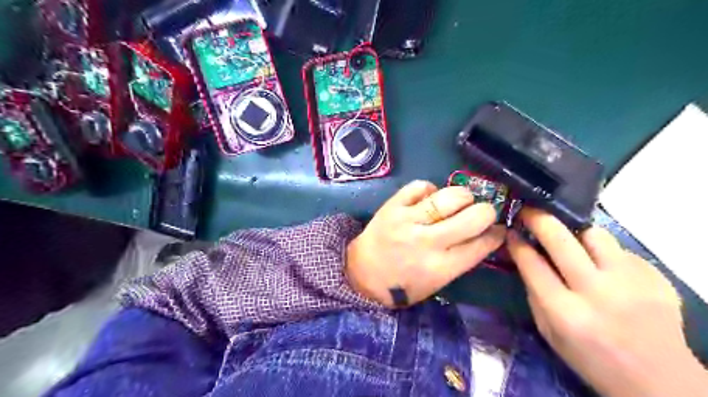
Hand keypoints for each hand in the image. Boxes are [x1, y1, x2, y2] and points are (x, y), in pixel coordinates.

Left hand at [344, 180, 502, 306]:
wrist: (363, 274)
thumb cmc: (403, 284)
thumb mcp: (437, 282)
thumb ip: (461, 259)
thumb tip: (485, 234)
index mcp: (441, 267)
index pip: (482, 243)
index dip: (497, 233)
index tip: (499, 228)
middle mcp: (427, 242)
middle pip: (473, 216)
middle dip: (486, 211)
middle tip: (481, 212)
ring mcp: (408, 221)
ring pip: (449, 196)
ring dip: (462, 196)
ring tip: (460, 201)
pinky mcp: (392, 206)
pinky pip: (420, 186)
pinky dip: (430, 189)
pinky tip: (430, 197)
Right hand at [506, 208, 704, 396]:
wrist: (659, 381)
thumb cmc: (591, 359)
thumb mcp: (549, 332)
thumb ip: (535, 293)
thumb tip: (525, 256)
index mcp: (565, 312)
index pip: (531, 263)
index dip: (517, 242)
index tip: (511, 231)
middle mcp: (598, 293)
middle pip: (561, 239)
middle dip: (539, 218)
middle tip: (529, 210)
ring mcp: (632, 282)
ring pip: (594, 234)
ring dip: (575, 231)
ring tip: (569, 238)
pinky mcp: (656, 278)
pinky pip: (619, 250)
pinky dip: (604, 253)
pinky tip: (603, 267)